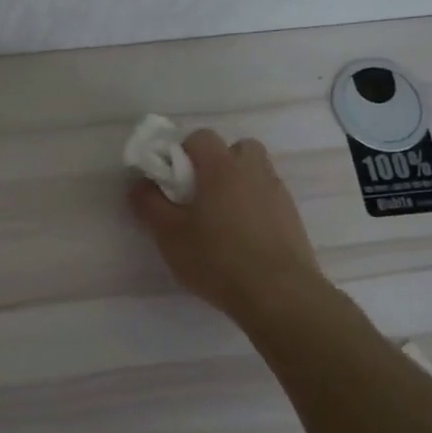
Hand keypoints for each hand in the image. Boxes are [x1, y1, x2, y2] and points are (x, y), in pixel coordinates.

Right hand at [130, 129, 325, 322]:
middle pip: (236, 149)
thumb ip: (149, 203)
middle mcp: (254, 170)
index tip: (170, 180)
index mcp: (222, 166)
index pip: (200, 137)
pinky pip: (266, 199)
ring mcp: (278, 193)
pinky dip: (253, 207)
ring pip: (254, 174)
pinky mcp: (292, 218)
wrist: (279, 295)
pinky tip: (240, 238)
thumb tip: (139, 184)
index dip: (181, 152)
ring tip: (219, 219)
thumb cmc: (217, 258)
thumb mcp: (168, 234)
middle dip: (216, 164)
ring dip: (237, 185)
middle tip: (198, 195)